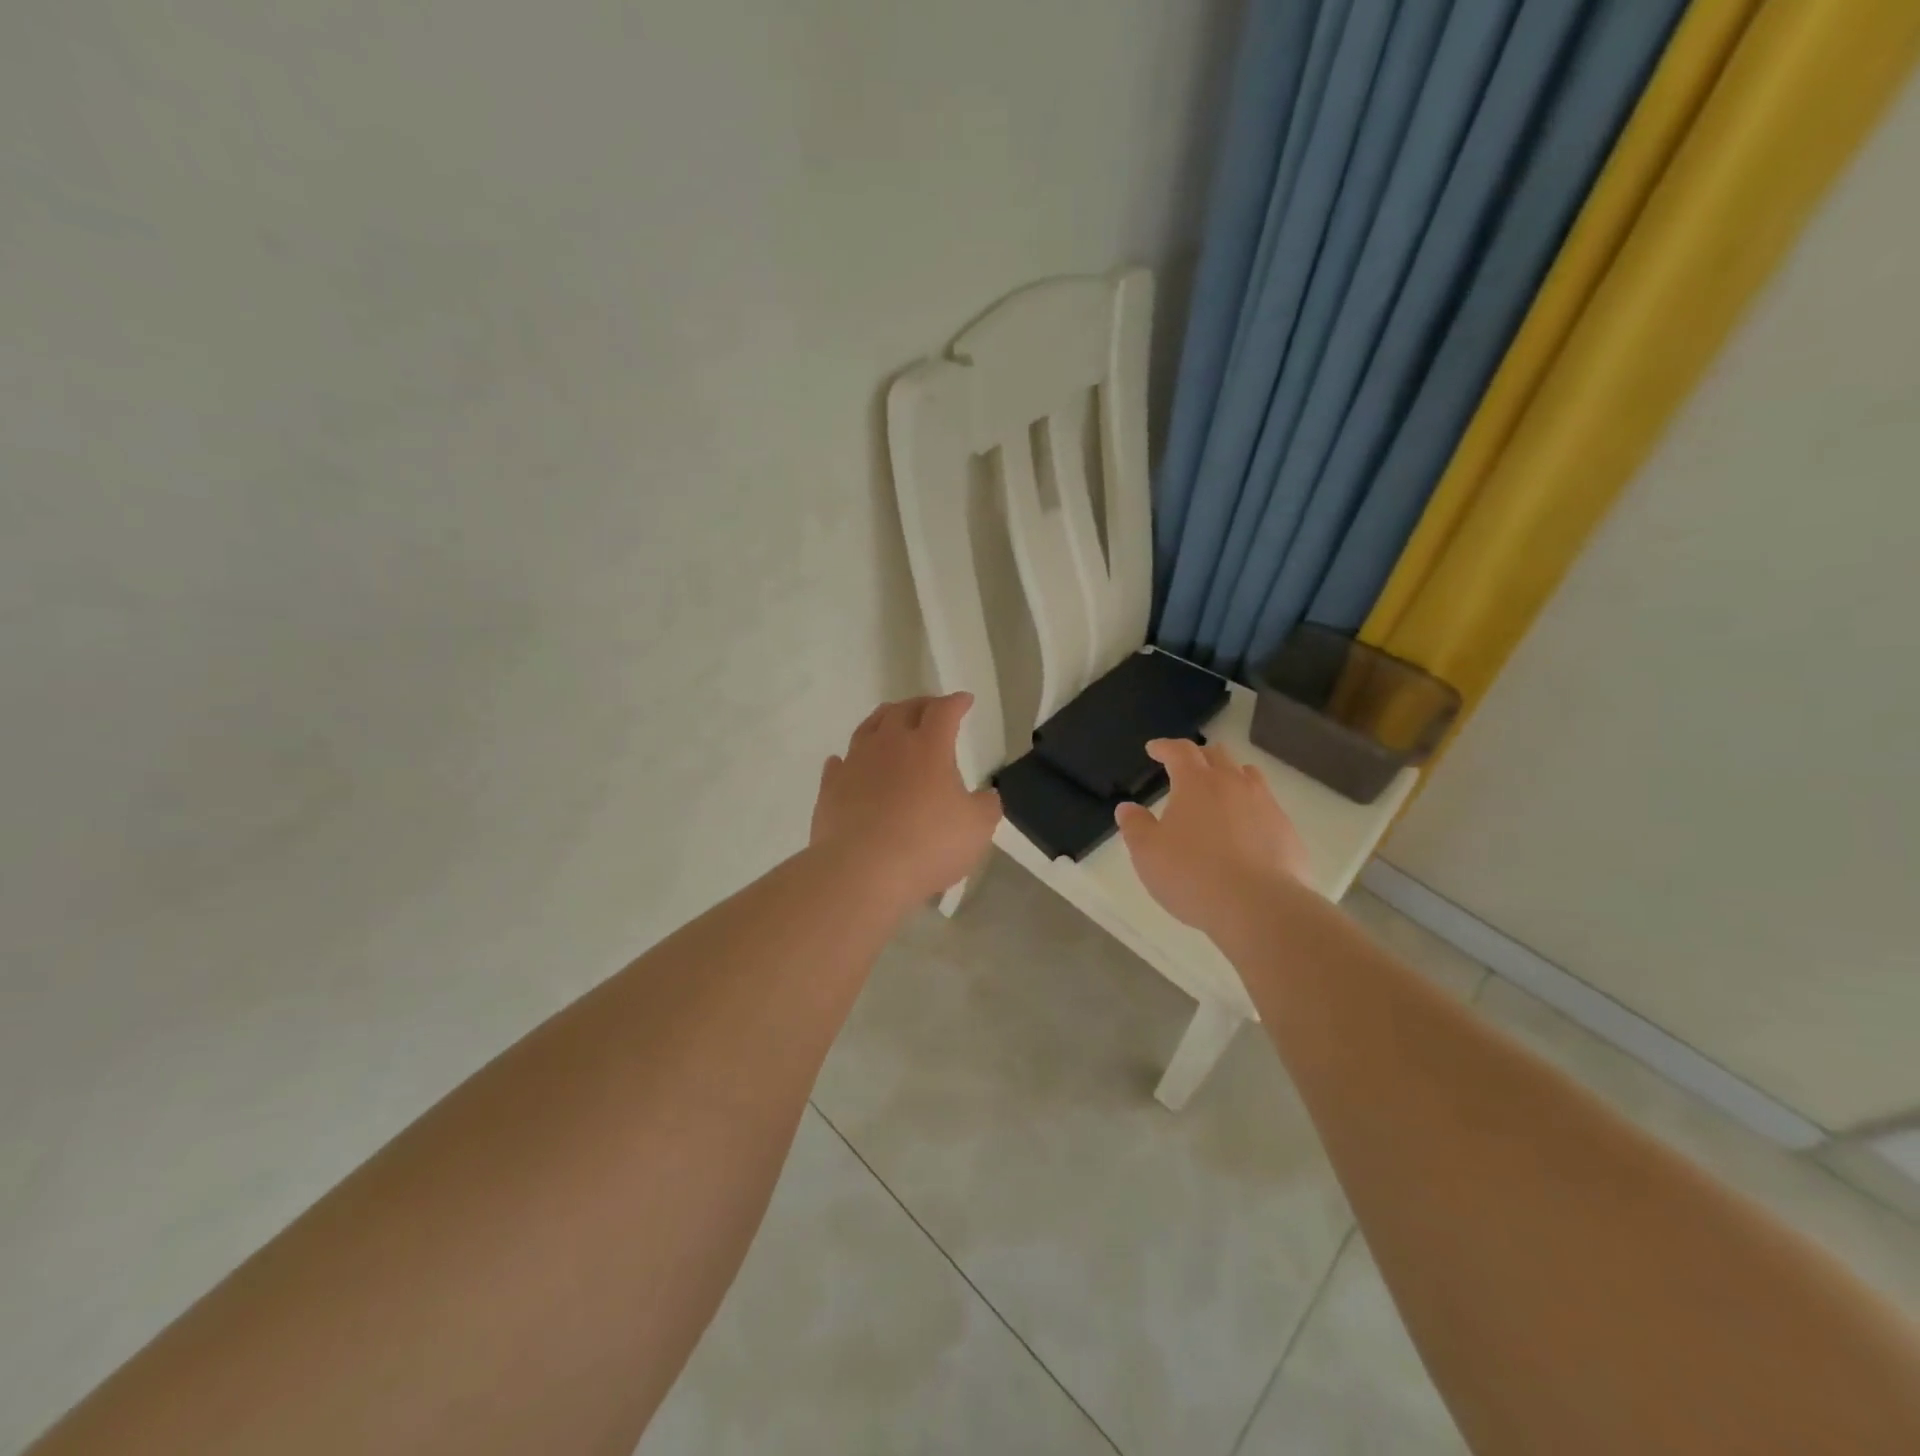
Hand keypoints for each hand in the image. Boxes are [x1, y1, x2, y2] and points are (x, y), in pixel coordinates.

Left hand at [811, 692, 1001, 904]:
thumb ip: (986, 807)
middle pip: (903, 710)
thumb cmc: (928, 845)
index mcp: (928, 746)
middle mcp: (889, 744)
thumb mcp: (977, 829)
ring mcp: (855, 763)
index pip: (944, 711)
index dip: (956, 702)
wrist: (862, 871)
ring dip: (884, 720)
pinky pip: (840, 763)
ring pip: (868, 728)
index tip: (965, 701)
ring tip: (891, 723)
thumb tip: (986, 796)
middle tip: (931, 709)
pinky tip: (848, 762)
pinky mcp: (831, 787)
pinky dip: (849, 759)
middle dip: (921, 705)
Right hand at [1114, 738, 1309, 939]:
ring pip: (1248, 776)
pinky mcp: (1287, 830)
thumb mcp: (1148, 853)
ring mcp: (1265, 805)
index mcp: (1196, 783)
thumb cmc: (1193, 875)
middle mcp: (1233, 784)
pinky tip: (1244, 830)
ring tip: (1219, 790)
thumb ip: (1135, 826)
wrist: (1260, 907)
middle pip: (1217, 755)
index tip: (1154, 749)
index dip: (1165, 747)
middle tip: (1185, 767)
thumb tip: (1128, 808)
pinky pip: (1266, 806)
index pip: (1180, 751)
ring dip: (1230, 776)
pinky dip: (1251, 808)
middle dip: (1198, 756)